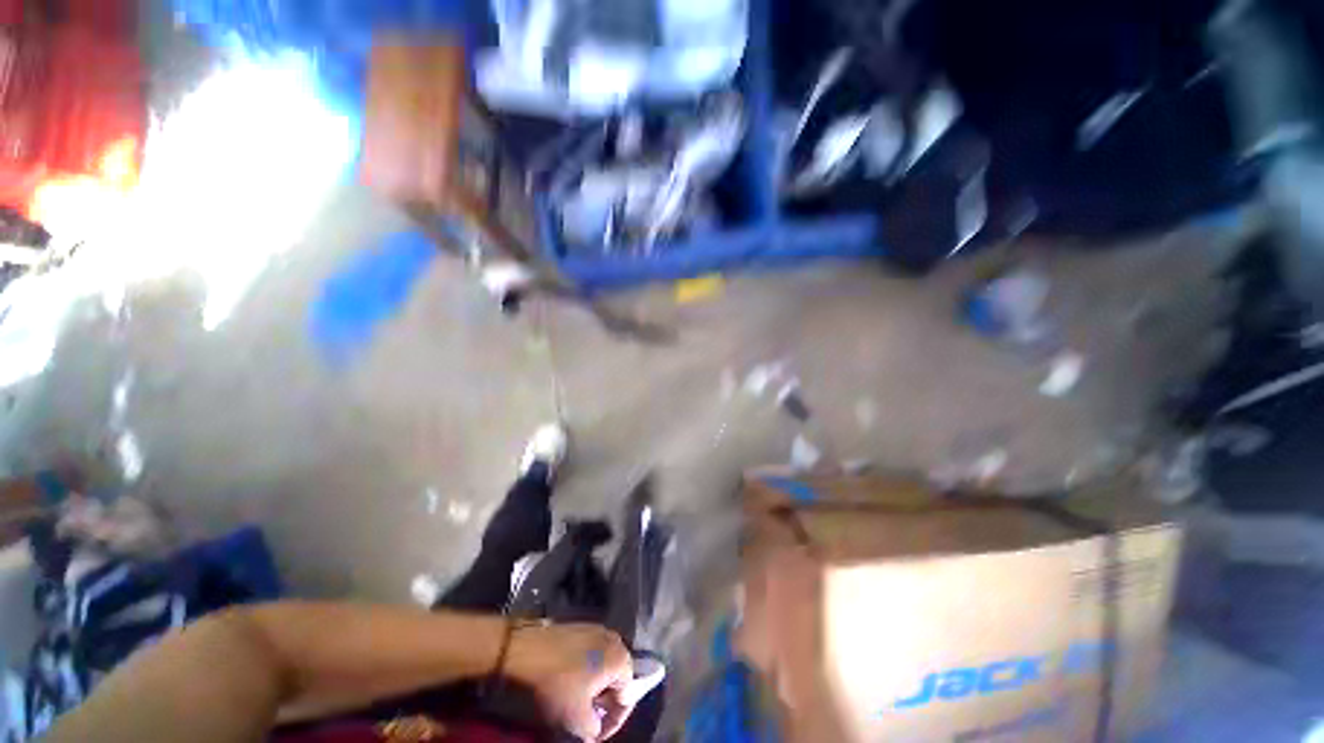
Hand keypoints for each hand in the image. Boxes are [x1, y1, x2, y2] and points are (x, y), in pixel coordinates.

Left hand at [505, 623, 635, 740]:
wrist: (527, 651)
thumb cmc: (557, 684)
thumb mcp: (577, 720)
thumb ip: (595, 729)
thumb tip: (595, 727)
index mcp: (621, 658)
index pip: (627, 698)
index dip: (612, 723)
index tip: (595, 735)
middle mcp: (614, 638)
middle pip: (616, 679)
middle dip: (603, 702)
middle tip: (586, 718)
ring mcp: (597, 629)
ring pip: (603, 666)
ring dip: (593, 686)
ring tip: (576, 701)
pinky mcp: (581, 627)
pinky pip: (590, 653)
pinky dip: (584, 670)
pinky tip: (568, 681)